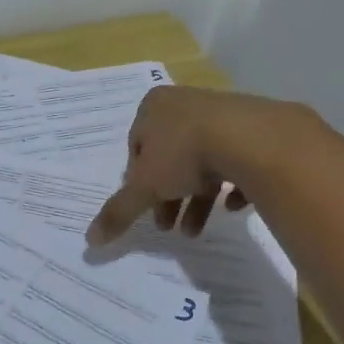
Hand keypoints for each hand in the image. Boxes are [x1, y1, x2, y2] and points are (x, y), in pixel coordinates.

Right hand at [87, 85, 313, 245]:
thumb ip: (119, 211)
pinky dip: (232, 186)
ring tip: (196, 230)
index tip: (145, 207)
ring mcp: (221, 113)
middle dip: (168, 196)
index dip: (138, 182)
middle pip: (170, 157)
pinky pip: (236, 160)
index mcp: (153, 106)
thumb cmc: (185, 153)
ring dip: (196, 198)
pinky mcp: (253, 128)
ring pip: (202, 161)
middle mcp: (185, 103)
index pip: (136, 147)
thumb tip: (90, 239)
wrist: (251, 139)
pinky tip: (232, 207)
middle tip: (168, 226)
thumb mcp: (145, 187)